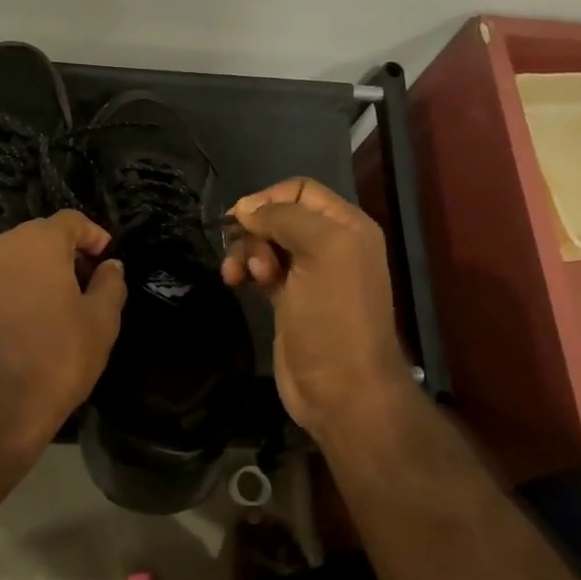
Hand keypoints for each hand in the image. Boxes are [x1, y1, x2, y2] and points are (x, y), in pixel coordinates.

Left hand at [0, 210, 126, 455]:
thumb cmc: (59, 357)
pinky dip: (14, 289)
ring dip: (38, 269)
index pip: (70, 220)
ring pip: (14, 258)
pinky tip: (28, 320)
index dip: (93, 234)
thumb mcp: (102, 321)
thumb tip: (111, 266)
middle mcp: (1, 248)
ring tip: (58, 301)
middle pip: (39, 235)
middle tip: (87, 280)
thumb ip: (110, 284)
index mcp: (38, 243)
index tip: (106, 258)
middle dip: (65, 250)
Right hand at [223, 178, 417, 440]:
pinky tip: (234, 282)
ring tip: (238, 276)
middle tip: (252, 260)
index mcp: (346, 227)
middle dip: (255, 231)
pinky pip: (260, 269)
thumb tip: (246, 208)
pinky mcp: (288, 299)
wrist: (342, 390)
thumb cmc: (335, 316)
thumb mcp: (321, 251)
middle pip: (278, 216)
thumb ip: (284, 218)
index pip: (300, 190)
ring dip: (245, 252)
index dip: (269, 199)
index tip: (243, 219)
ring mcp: (308, 274)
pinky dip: (245, 270)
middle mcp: (330, 245)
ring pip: (265, 243)